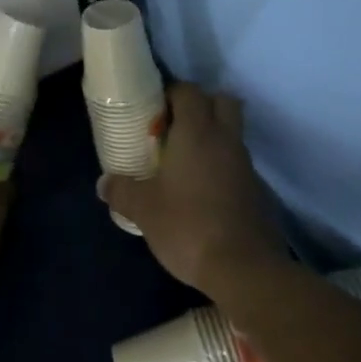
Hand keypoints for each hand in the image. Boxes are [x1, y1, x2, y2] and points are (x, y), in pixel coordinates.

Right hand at [99, 83, 288, 300]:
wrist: (245, 270)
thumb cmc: (188, 226)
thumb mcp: (144, 210)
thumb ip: (122, 191)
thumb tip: (103, 183)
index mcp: (197, 132)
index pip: (189, 91)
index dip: (172, 93)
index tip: (154, 110)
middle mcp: (225, 139)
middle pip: (222, 101)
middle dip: (201, 105)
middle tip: (176, 127)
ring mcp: (246, 165)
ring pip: (232, 133)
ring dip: (213, 137)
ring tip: (186, 162)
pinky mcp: (258, 190)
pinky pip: (238, 164)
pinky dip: (223, 167)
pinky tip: (204, 192)